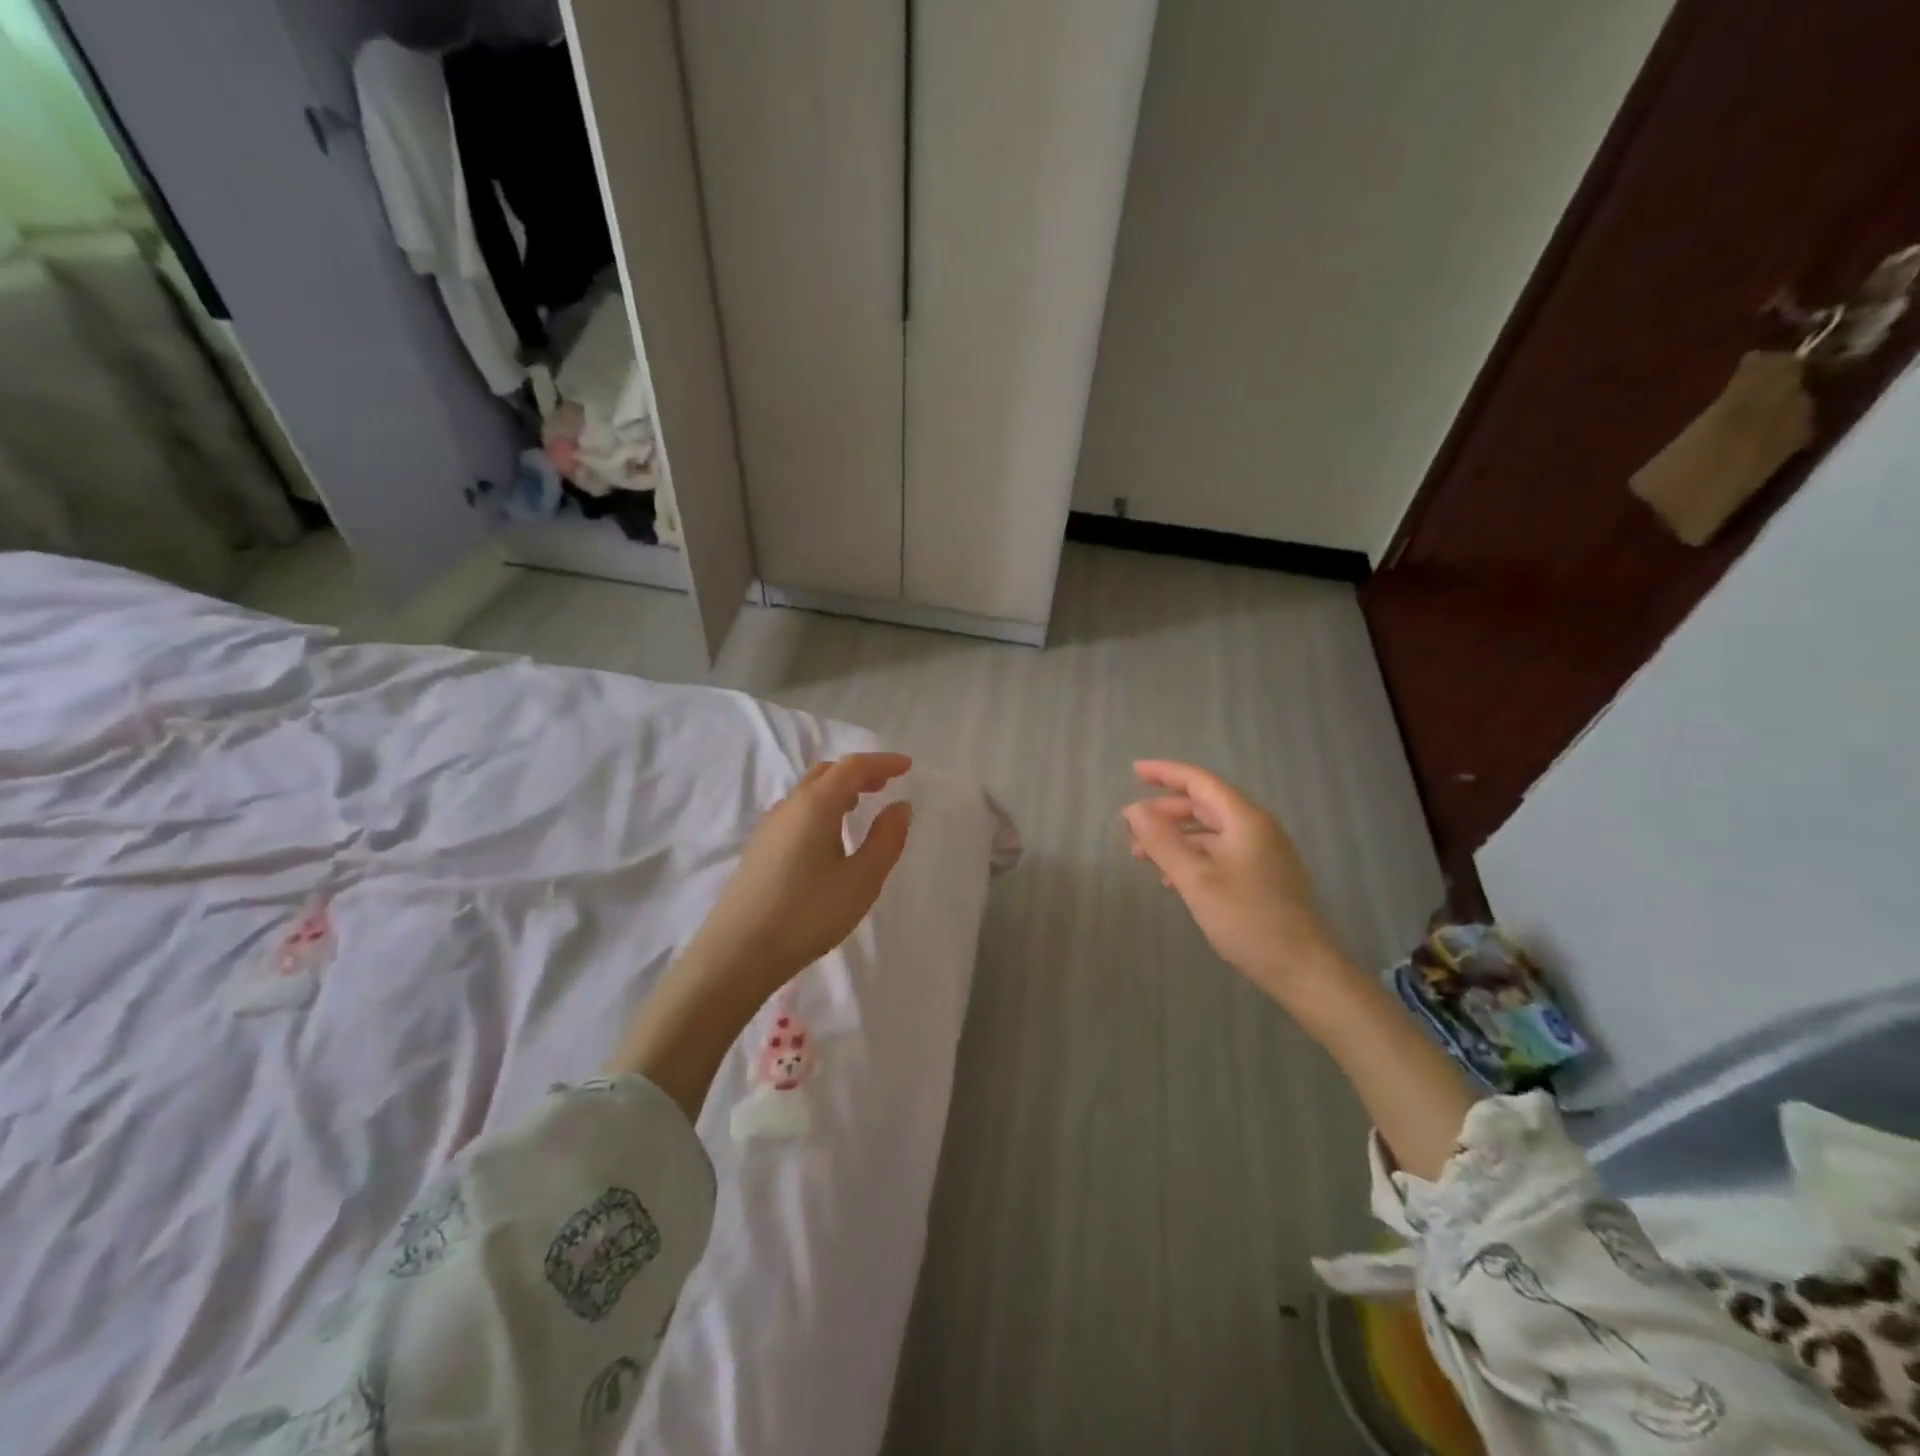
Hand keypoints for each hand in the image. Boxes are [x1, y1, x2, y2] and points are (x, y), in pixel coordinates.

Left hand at [686, 752, 914, 993]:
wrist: (737, 953)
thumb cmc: (808, 913)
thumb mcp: (861, 880)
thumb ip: (886, 839)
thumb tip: (899, 807)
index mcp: (815, 804)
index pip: (853, 767)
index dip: (882, 762)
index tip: (907, 766)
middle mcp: (789, 806)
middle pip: (826, 773)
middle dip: (858, 772)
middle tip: (886, 783)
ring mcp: (769, 827)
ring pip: (808, 793)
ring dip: (837, 790)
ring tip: (860, 805)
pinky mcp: (759, 849)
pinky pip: (796, 812)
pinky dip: (821, 808)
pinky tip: (828, 836)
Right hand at [1122, 759, 1339, 1001]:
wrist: (1301, 968)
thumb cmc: (1246, 918)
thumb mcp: (1195, 879)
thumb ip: (1162, 841)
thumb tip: (1133, 810)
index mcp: (1245, 819)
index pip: (1200, 781)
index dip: (1165, 773)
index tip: (1134, 771)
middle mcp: (1256, 828)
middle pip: (1205, 805)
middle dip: (1165, 811)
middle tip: (1131, 824)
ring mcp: (1263, 853)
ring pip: (1211, 832)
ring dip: (1176, 838)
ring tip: (1142, 855)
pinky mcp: (1263, 876)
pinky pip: (1220, 853)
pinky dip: (1192, 857)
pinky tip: (1172, 879)